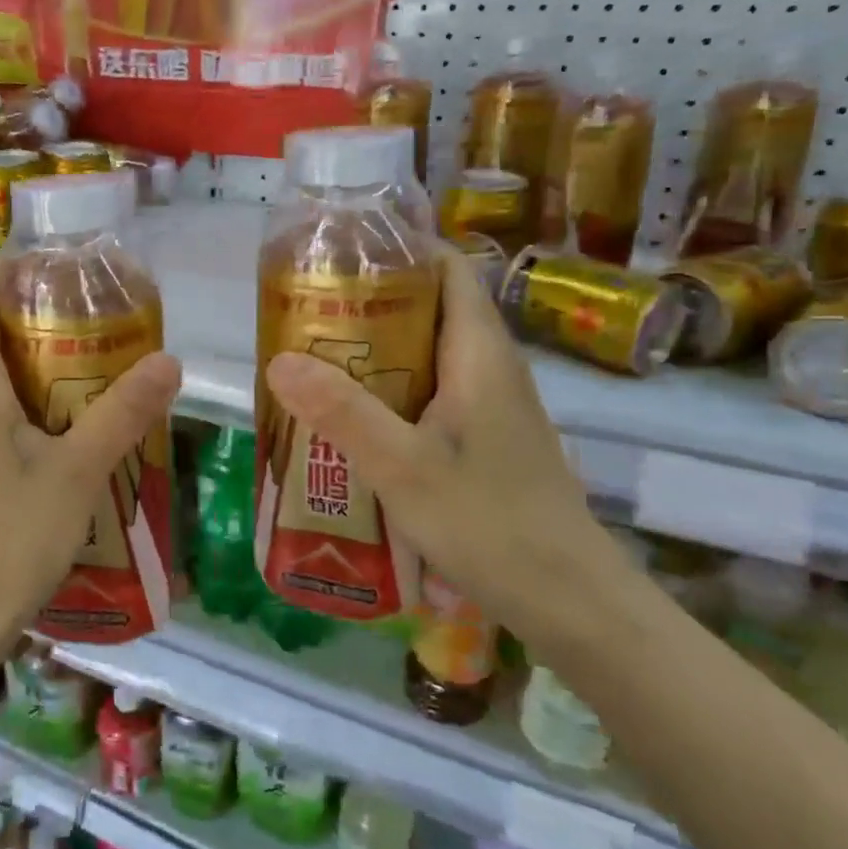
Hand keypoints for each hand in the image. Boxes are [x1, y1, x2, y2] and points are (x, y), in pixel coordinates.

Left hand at [0, 257, 182, 674]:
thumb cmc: (7, 538)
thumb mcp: (77, 473)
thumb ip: (123, 413)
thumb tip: (170, 360)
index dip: (6, 270)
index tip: (54, 267)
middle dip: (26, 318)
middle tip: (88, 322)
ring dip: (20, 365)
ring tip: (80, 374)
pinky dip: (9, 405)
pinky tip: (50, 438)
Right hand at [263, 244, 601, 632]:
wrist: (568, 600)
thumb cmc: (490, 522)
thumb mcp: (403, 467)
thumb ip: (342, 412)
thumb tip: (279, 360)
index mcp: (479, 352)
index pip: (448, 268)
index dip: (400, 249)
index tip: (340, 253)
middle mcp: (489, 366)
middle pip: (430, 307)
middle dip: (370, 302)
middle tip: (307, 311)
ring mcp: (490, 405)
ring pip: (428, 354)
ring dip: (376, 350)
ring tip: (316, 358)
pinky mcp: (485, 438)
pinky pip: (431, 393)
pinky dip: (390, 390)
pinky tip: (352, 419)